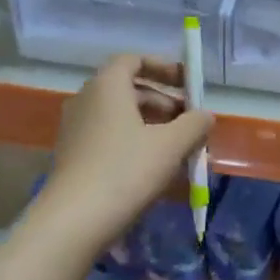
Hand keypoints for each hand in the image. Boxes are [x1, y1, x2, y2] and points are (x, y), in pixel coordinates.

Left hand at [38, 55, 210, 252]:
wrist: (76, 218)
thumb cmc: (126, 171)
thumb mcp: (171, 145)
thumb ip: (194, 124)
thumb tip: (206, 115)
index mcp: (107, 86)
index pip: (133, 60)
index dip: (163, 67)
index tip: (188, 84)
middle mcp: (86, 99)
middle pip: (129, 89)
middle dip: (164, 101)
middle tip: (190, 121)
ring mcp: (76, 128)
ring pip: (120, 115)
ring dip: (152, 124)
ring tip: (178, 147)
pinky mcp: (74, 154)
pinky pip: (110, 136)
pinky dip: (134, 141)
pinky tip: (154, 166)